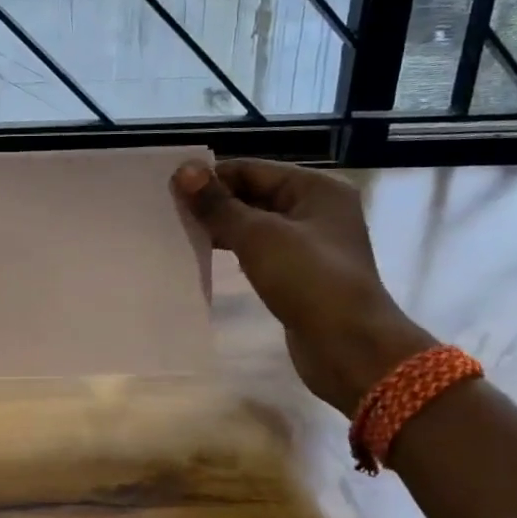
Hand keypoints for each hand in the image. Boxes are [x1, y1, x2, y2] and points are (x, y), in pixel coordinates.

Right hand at [173, 159, 433, 414]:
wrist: (349, 347)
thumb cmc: (308, 280)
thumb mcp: (259, 236)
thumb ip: (219, 204)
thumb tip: (183, 171)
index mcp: (316, 189)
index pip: (252, 170)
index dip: (211, 177)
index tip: (169, 189)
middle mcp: (316, 210)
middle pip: (254, 195)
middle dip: (214, 203)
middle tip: (168, 212)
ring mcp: (310, 246)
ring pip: (255, 226)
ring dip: (221, 229)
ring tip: (179, 234)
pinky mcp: (300, 276)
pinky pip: (260, 253)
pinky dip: (234, 253)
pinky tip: (204, 258)